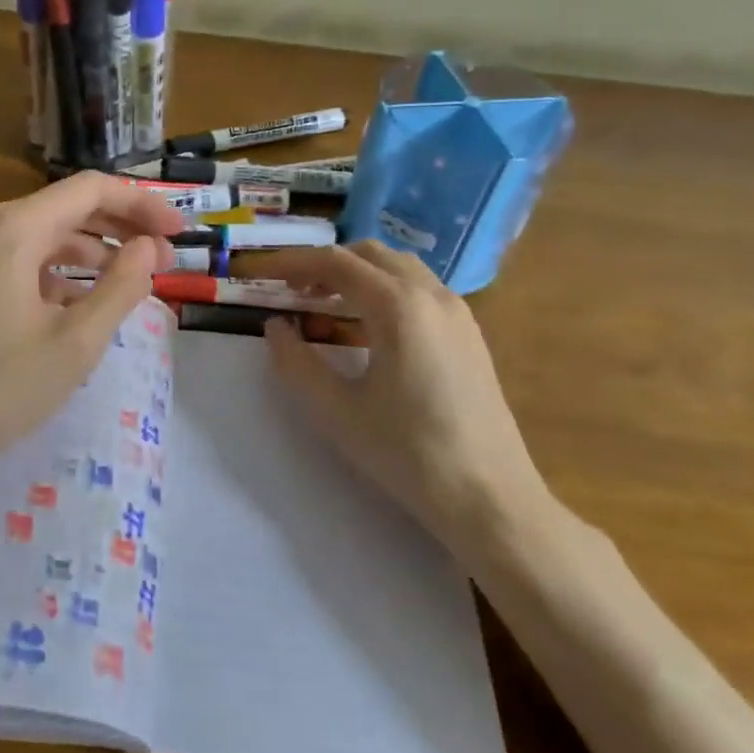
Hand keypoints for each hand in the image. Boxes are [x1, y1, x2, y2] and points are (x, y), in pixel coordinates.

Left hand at [0, 172, 183, 485]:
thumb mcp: (75, 342)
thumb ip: (121, 287)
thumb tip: (150, 247)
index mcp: (16, 229)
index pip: (92, 190)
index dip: (143, 205)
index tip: (181, 231)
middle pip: (70, 209)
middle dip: (124, 228)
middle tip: (168, 257)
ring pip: (49, 237)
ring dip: (96, 252)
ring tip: (137, 279)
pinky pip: (26, 262)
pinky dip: (64, 274)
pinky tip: (86, 302)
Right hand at [261, 242, 552, 545]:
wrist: (489, 498)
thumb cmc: (406, 453)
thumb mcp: (336, 411)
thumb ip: (295, 362)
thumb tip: (275, 327)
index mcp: (398, 307)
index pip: (336, 263)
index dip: (294, 263)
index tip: (264, 276)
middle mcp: (432, 295)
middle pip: (370, 255)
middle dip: (326, 265)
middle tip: (293, 292)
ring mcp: (458, 313)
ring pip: (400, 268)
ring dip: (358, 274)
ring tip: (327, 305)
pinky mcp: (470, 335)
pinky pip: (421, 289)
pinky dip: (386, 289)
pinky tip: (370, 327)